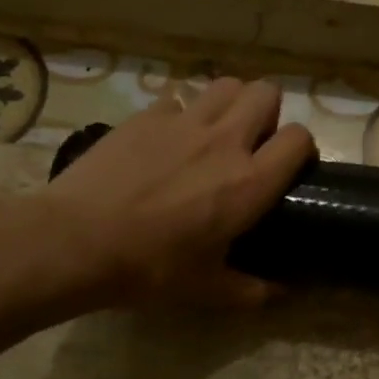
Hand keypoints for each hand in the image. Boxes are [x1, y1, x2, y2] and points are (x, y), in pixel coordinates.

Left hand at [29, 77, 313, 309]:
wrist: (76, 241)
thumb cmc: (149, 268)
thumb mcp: (207, 290)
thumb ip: (252, 290)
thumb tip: (283, 293)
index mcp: (249, 183)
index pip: (299, 139)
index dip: (302, 148)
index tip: (289, 166)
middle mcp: (224, 141)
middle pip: (266, 93)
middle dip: (268, 112)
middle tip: (252, 143)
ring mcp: (182, 122)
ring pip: (226, 85)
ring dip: (230, 103)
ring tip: (216, 131)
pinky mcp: (145, 116)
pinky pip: (178, 97)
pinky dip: (182, 113)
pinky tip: (168, 139)